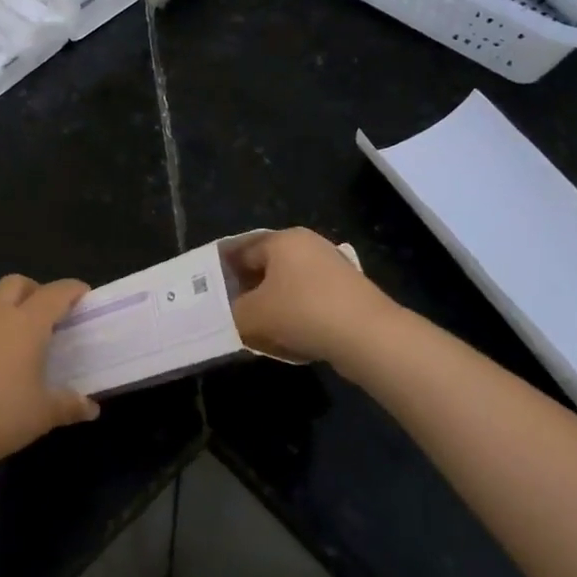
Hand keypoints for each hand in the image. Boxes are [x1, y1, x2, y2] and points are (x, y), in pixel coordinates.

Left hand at [0, 275, 99, 470]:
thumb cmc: (4, 413)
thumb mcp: (45, 412)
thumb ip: (70, 405)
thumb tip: (91, 409)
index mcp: (26, 323)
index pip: (54, 294)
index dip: (72, 290)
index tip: (85, 294)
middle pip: (17, 283)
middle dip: (37, 290)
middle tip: (51, 313)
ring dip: (13, 306)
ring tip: (28, 336)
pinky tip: (3, 356)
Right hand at [228, 228, 404, 370]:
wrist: (369, 337)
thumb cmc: (303, 312)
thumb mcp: (253, 315)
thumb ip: (232, 313)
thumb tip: (230, 315)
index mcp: (282, 239)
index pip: (240, 249)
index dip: (221, 270)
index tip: (207, 291)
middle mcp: (307, 245)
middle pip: (265, 265)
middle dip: (246, 288)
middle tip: (228, 311)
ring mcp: (331, 267)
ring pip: (287, 284)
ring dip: (270, 304)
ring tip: (255, 327)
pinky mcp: (347, 292)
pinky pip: (309, 300)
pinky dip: (294, 314)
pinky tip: (287, 337)